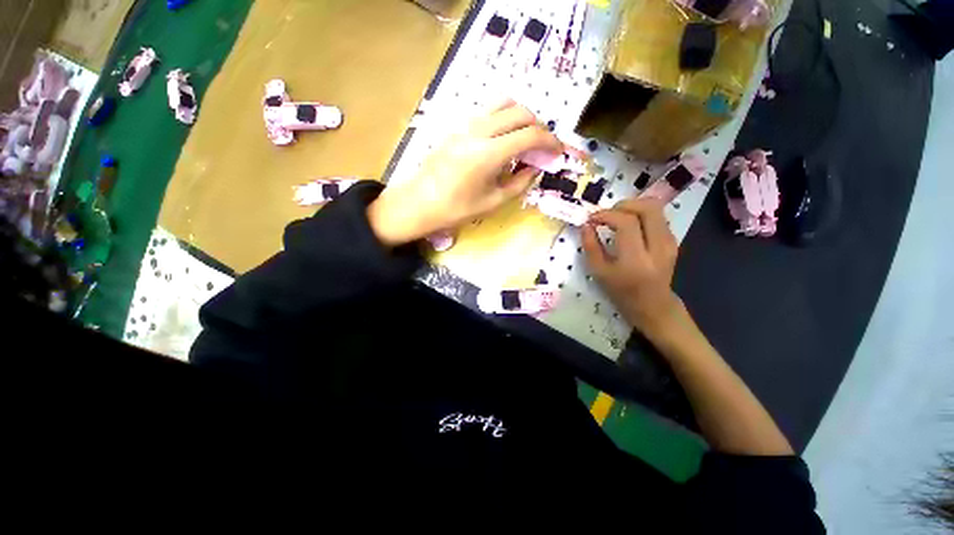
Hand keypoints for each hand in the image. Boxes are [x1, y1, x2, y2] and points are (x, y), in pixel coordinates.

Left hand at [368, 100, 562, 245]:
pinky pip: (487, 113)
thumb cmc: (455, 209)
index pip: (530, 135)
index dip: (550, 141)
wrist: (419, 203)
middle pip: (520, 112)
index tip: (558, 151)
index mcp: (488, 153)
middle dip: (539, 127)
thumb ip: (519, 183)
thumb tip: (535, 169)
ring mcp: (465, 125)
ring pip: (503, 104)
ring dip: (521, 118)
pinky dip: (504, 119)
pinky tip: (503, 140)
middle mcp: (478, 131)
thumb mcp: (492, 202)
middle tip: (542, 147)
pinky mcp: (457, 127)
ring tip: (525, 140)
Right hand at [582, 199, 684, 342]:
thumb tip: (586, 225)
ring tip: (616, 217)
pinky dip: (640, 214)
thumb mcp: (599, 272)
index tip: (591, 218)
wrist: (653, 305)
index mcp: (636, 259)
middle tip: (607, 213)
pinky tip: (628, 225)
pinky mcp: (673, 240)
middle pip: (648, 208)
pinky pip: (657, 217)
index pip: (626, 223)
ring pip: (655, 208)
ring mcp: (669, 242)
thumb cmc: (622, 292)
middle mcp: (658, 247)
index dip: (606, 215)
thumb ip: (590, 246)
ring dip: (632, 207)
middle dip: (624, 204)